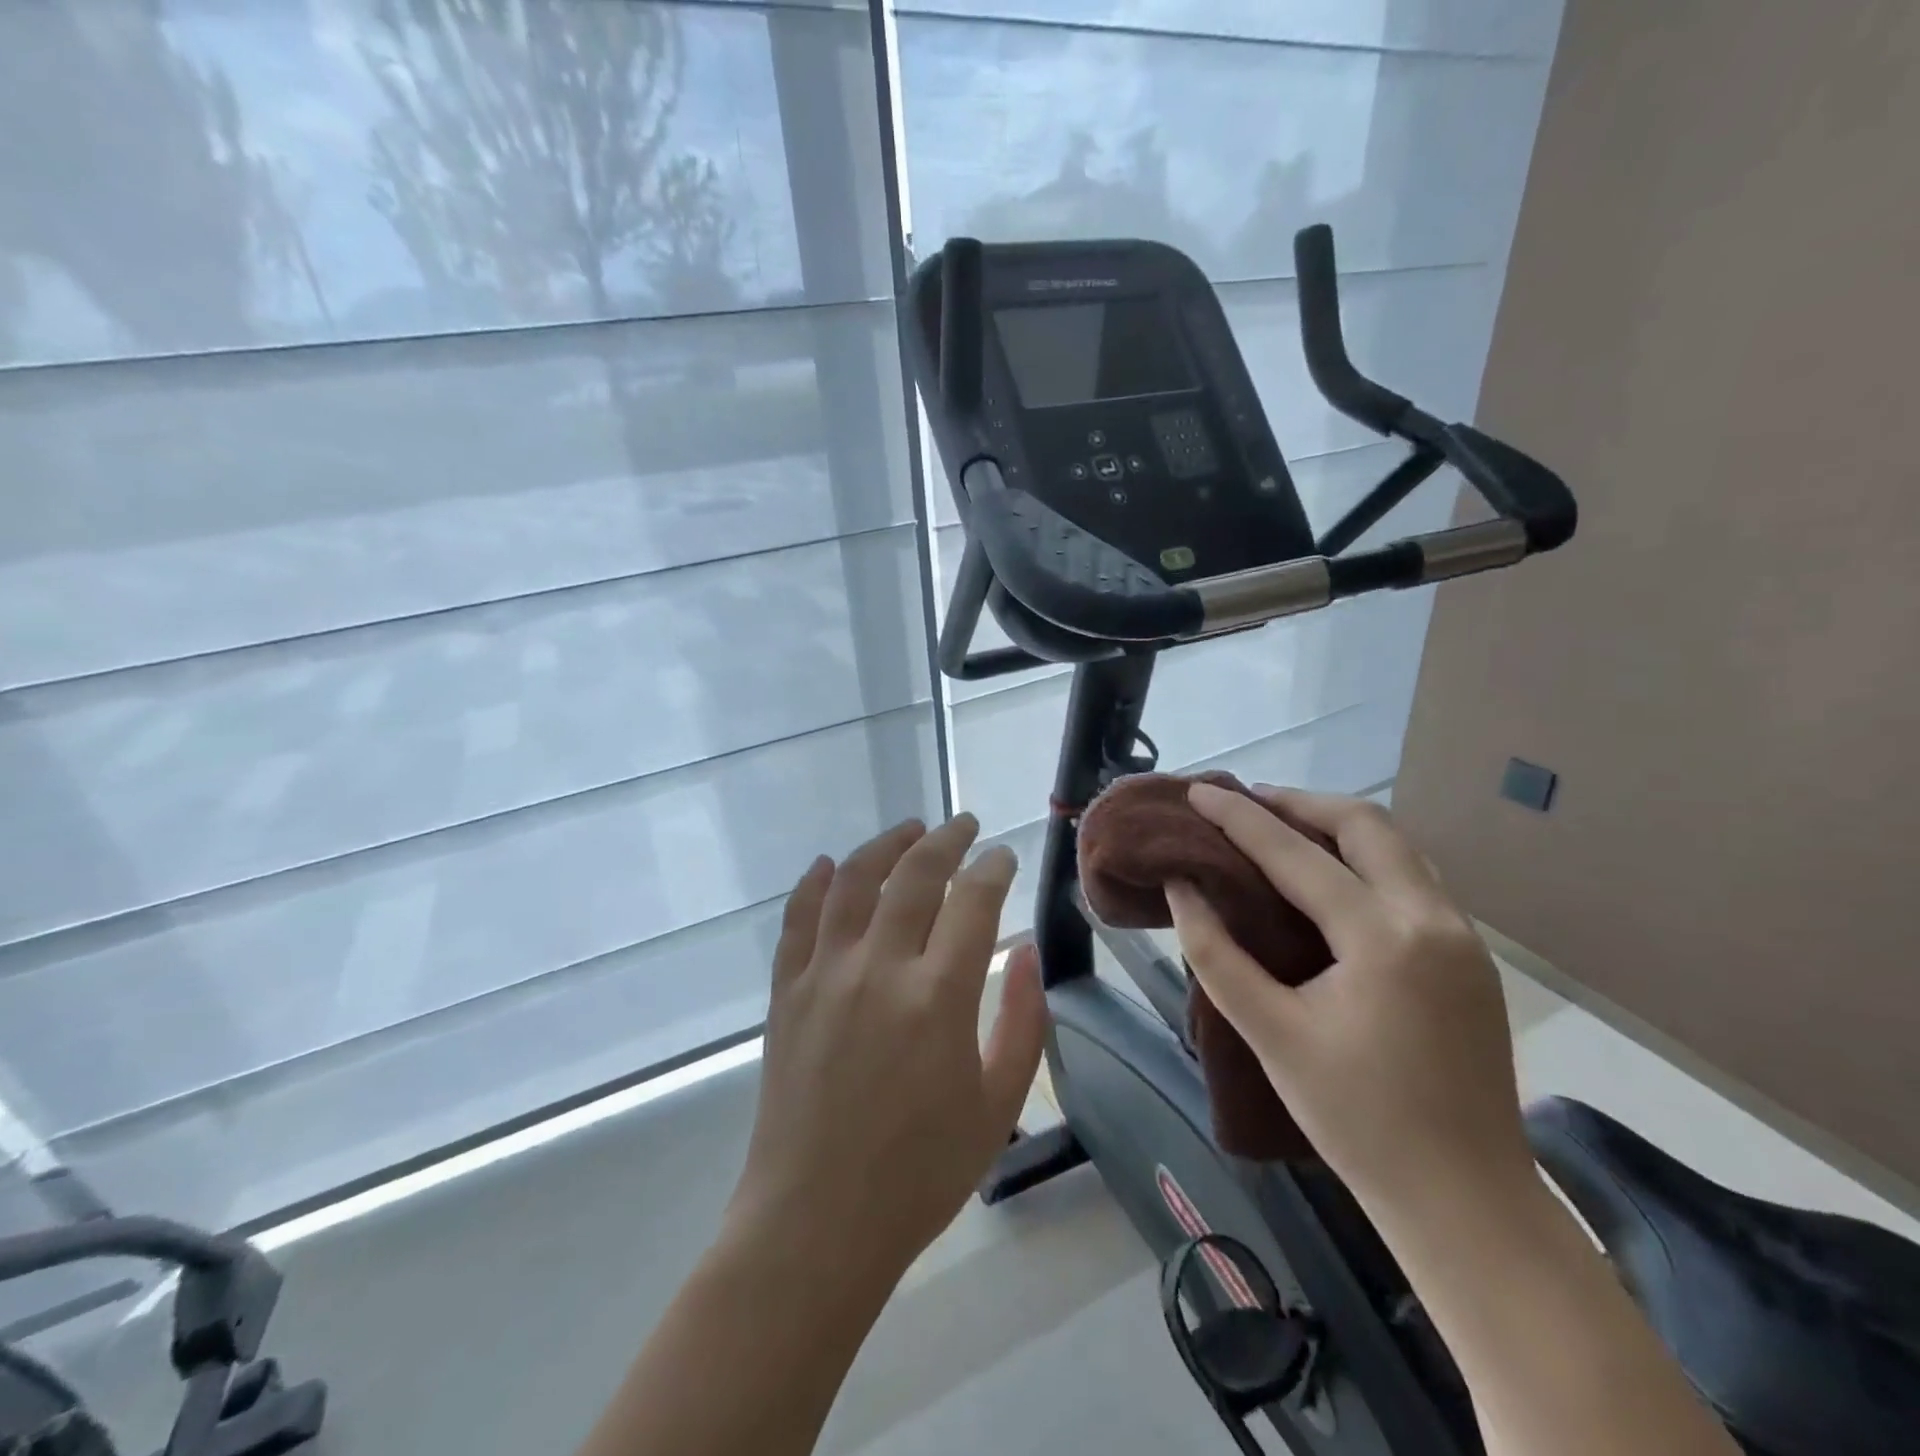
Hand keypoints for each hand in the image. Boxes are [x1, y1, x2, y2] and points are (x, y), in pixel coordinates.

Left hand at [726, 815, 1047, 1288]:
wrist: (815, 1222)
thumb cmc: (920, 1173)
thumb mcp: (998, 1105)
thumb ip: (1023, 1021)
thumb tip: (1027, 949)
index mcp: (940, 996)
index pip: (974, 900)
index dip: (993, 868)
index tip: (1003, 856)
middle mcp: (880, 968)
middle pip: (915, 874)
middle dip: (946, 840)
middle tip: (963, 826)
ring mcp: (825, 974)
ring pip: (854, 881)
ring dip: (885, 845)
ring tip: (908, 829)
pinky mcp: (786, 991)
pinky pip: (798, 918)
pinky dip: (815, 883)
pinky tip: (830, 864)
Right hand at [1166, 785, 1534, 1220]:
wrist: (1466, 1200)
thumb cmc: (1356, 1119)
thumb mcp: (1270, 1032)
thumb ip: (1216, 952)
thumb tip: (1183, 887)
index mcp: (1382, 937)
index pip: (1295, 855)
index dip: (1239, 818)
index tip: (1199, 789)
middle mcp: (1432, 918)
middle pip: (1365, 824)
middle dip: (1299, 803)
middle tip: (1246, 803)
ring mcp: (1462, 936)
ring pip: (1397, 846)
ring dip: (1336, 826)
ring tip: (1281, 828)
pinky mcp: (1470, 957)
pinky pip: (1412, 879)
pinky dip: (1364, 859)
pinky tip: (1330, 879)